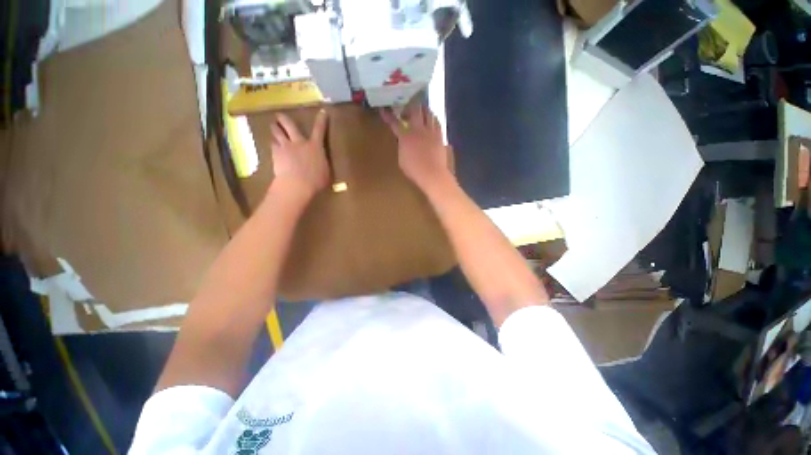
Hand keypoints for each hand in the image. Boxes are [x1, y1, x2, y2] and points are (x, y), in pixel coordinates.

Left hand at [269, 110, 328, 200]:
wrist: (297, 185)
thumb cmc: (316, 181)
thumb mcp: (326, 172)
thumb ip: (322, 164)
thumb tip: (321, 163)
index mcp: (315, 146)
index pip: (319, 130)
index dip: (321, 120)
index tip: (322, 111)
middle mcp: (299, 142)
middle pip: (290, 125)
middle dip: (284, 118)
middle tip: (279, 115)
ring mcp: (286, 147)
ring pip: (277, 133)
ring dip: (275, 128)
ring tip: (273, 126)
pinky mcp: (275, 154)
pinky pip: (272, 145)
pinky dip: (272, 143)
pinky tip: (272, 145)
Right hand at [381, 103, 452, 192]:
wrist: (432, 174)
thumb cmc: (414, 170)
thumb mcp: (402, 159)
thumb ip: (402, 147)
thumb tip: (403, 141)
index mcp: (406, 137)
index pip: (395, 123)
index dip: (388, 116)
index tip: (384, 110)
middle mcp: (418, 130)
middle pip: (414, 109)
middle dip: (409, 106)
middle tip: (406, 111)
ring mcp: (431, 132)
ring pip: (428, 113)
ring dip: (423, 110)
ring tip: (420, 113)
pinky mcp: (440, 136)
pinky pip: (437, 122)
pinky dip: (433, 119)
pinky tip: (431, 122)